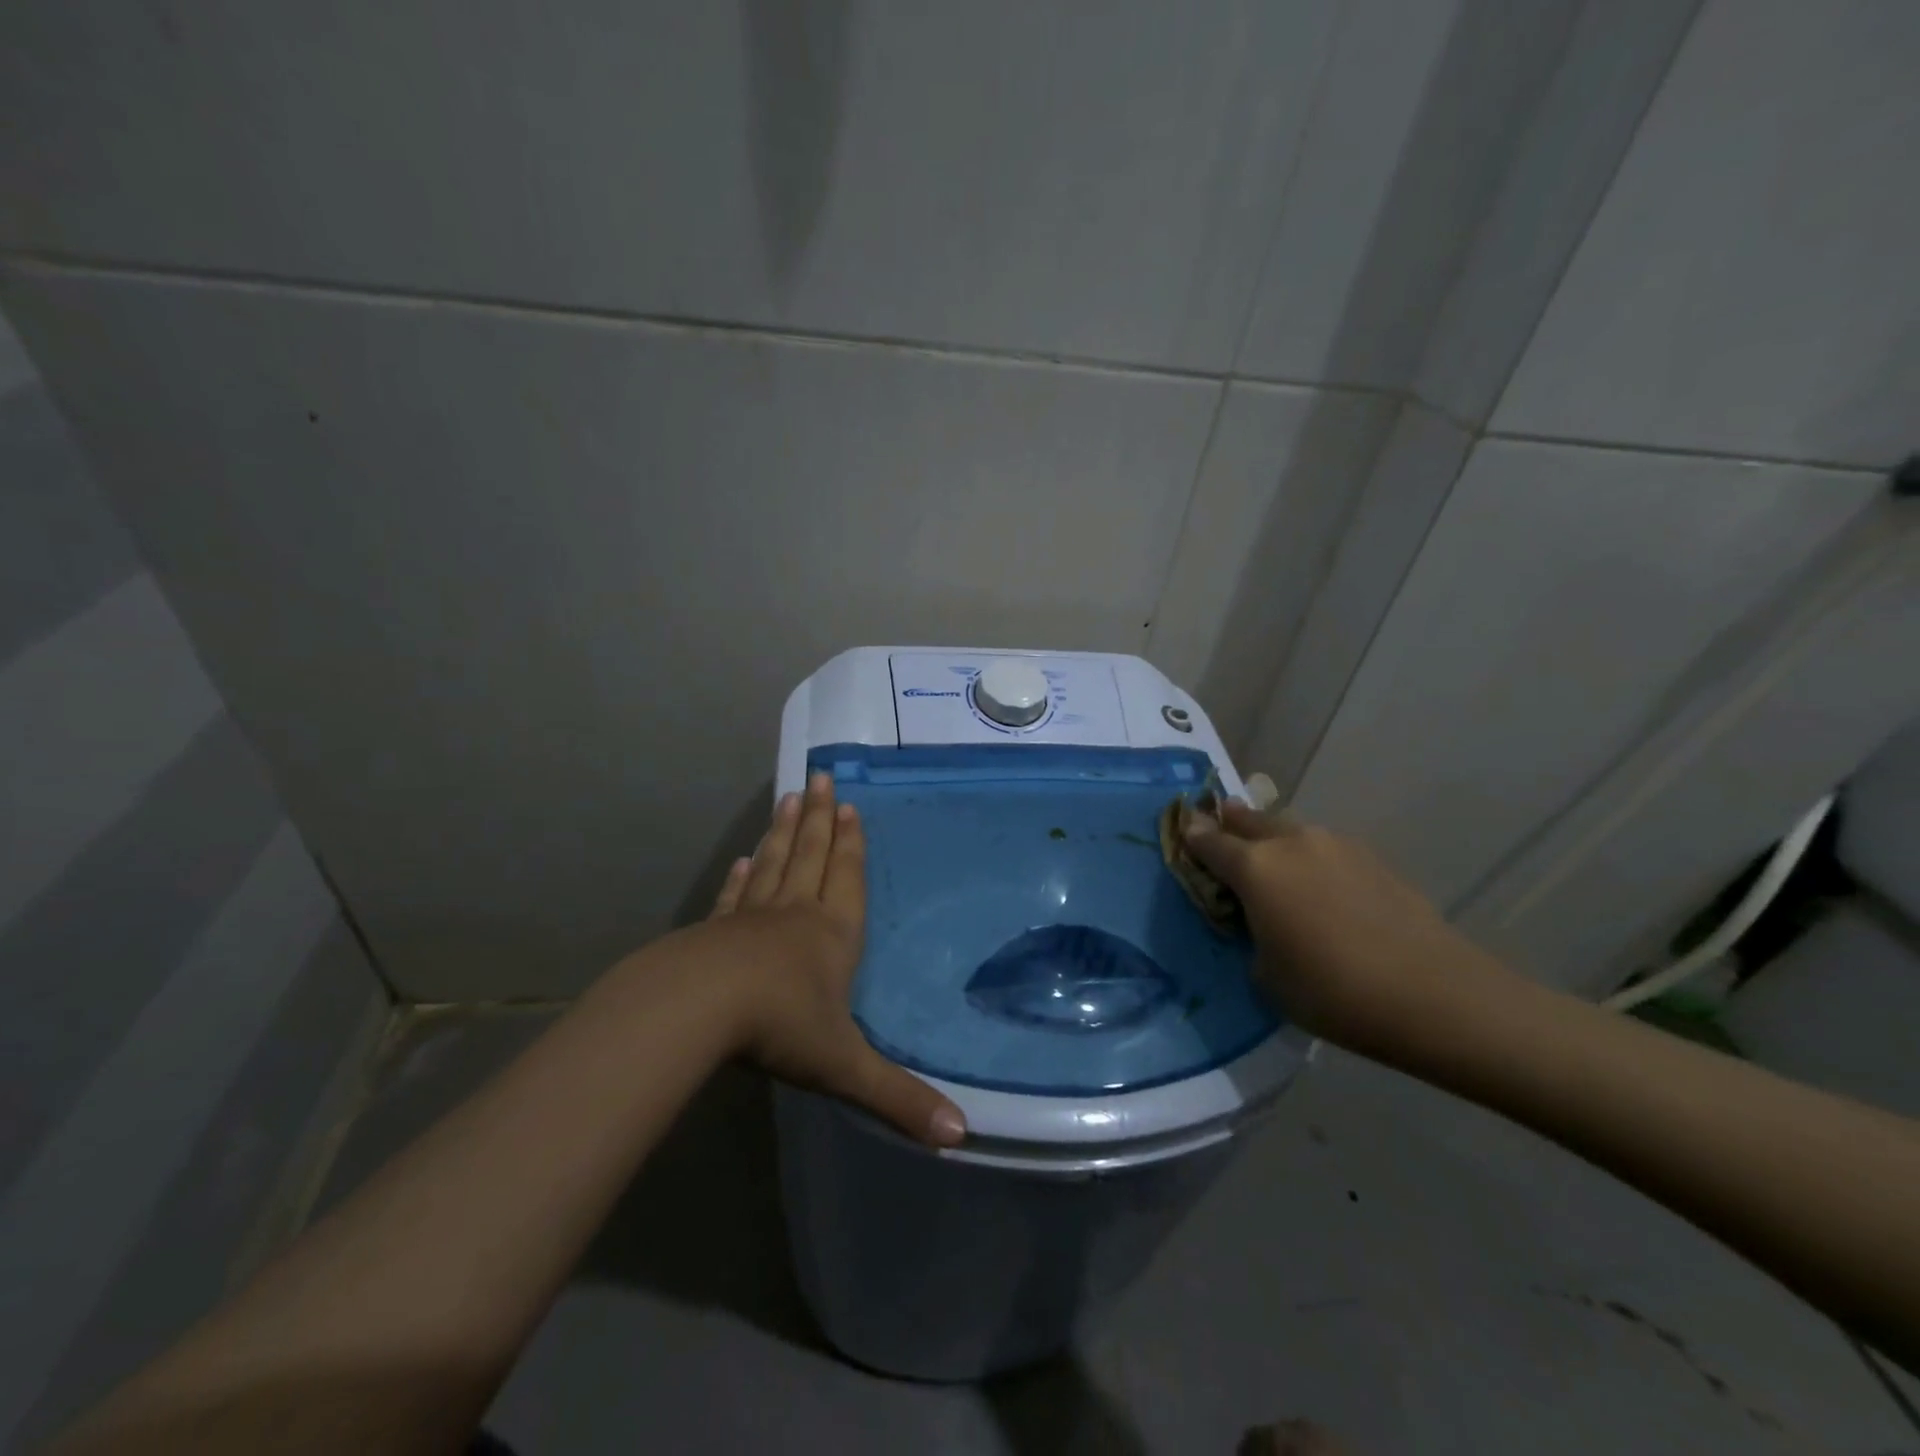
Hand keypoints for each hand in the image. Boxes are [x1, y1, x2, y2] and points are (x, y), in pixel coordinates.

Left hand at [704, 772, 966, 1147]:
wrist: (697, 1010)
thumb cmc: (780, 1026)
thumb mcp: (845, 1066)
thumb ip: (899, 1098)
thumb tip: (961, 1137)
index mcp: (832, 935)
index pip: (848, 879)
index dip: (852, 844)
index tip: (850, 806)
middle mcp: (795, 915)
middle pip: (811, 856)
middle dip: (820, 819)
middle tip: (821, 777)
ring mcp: (750, 919)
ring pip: (774, 864)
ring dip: (784, 831)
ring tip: (790, 797)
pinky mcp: (714, 931)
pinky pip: (735, 894)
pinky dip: (741, 875)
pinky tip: (743, 858)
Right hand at [1181, 803, 1507, 1053]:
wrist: (1434, 995)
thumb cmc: (1332, 991)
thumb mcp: (1266, 975)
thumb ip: (1251, 935)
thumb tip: (1260, 921)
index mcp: (1254, 868)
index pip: (1209, 841)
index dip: (1191, 835)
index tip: (1182, 828)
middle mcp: (1291, 843)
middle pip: (1249, 819)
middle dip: (1230, 822)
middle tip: (1221, 828)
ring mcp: (1335, 845)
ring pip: (1289, 829)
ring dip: (1273, 838)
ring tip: (1272, 860)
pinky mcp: (1372, 859)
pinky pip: (1324, 848)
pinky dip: (1310, 857)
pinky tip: (1319, 886)